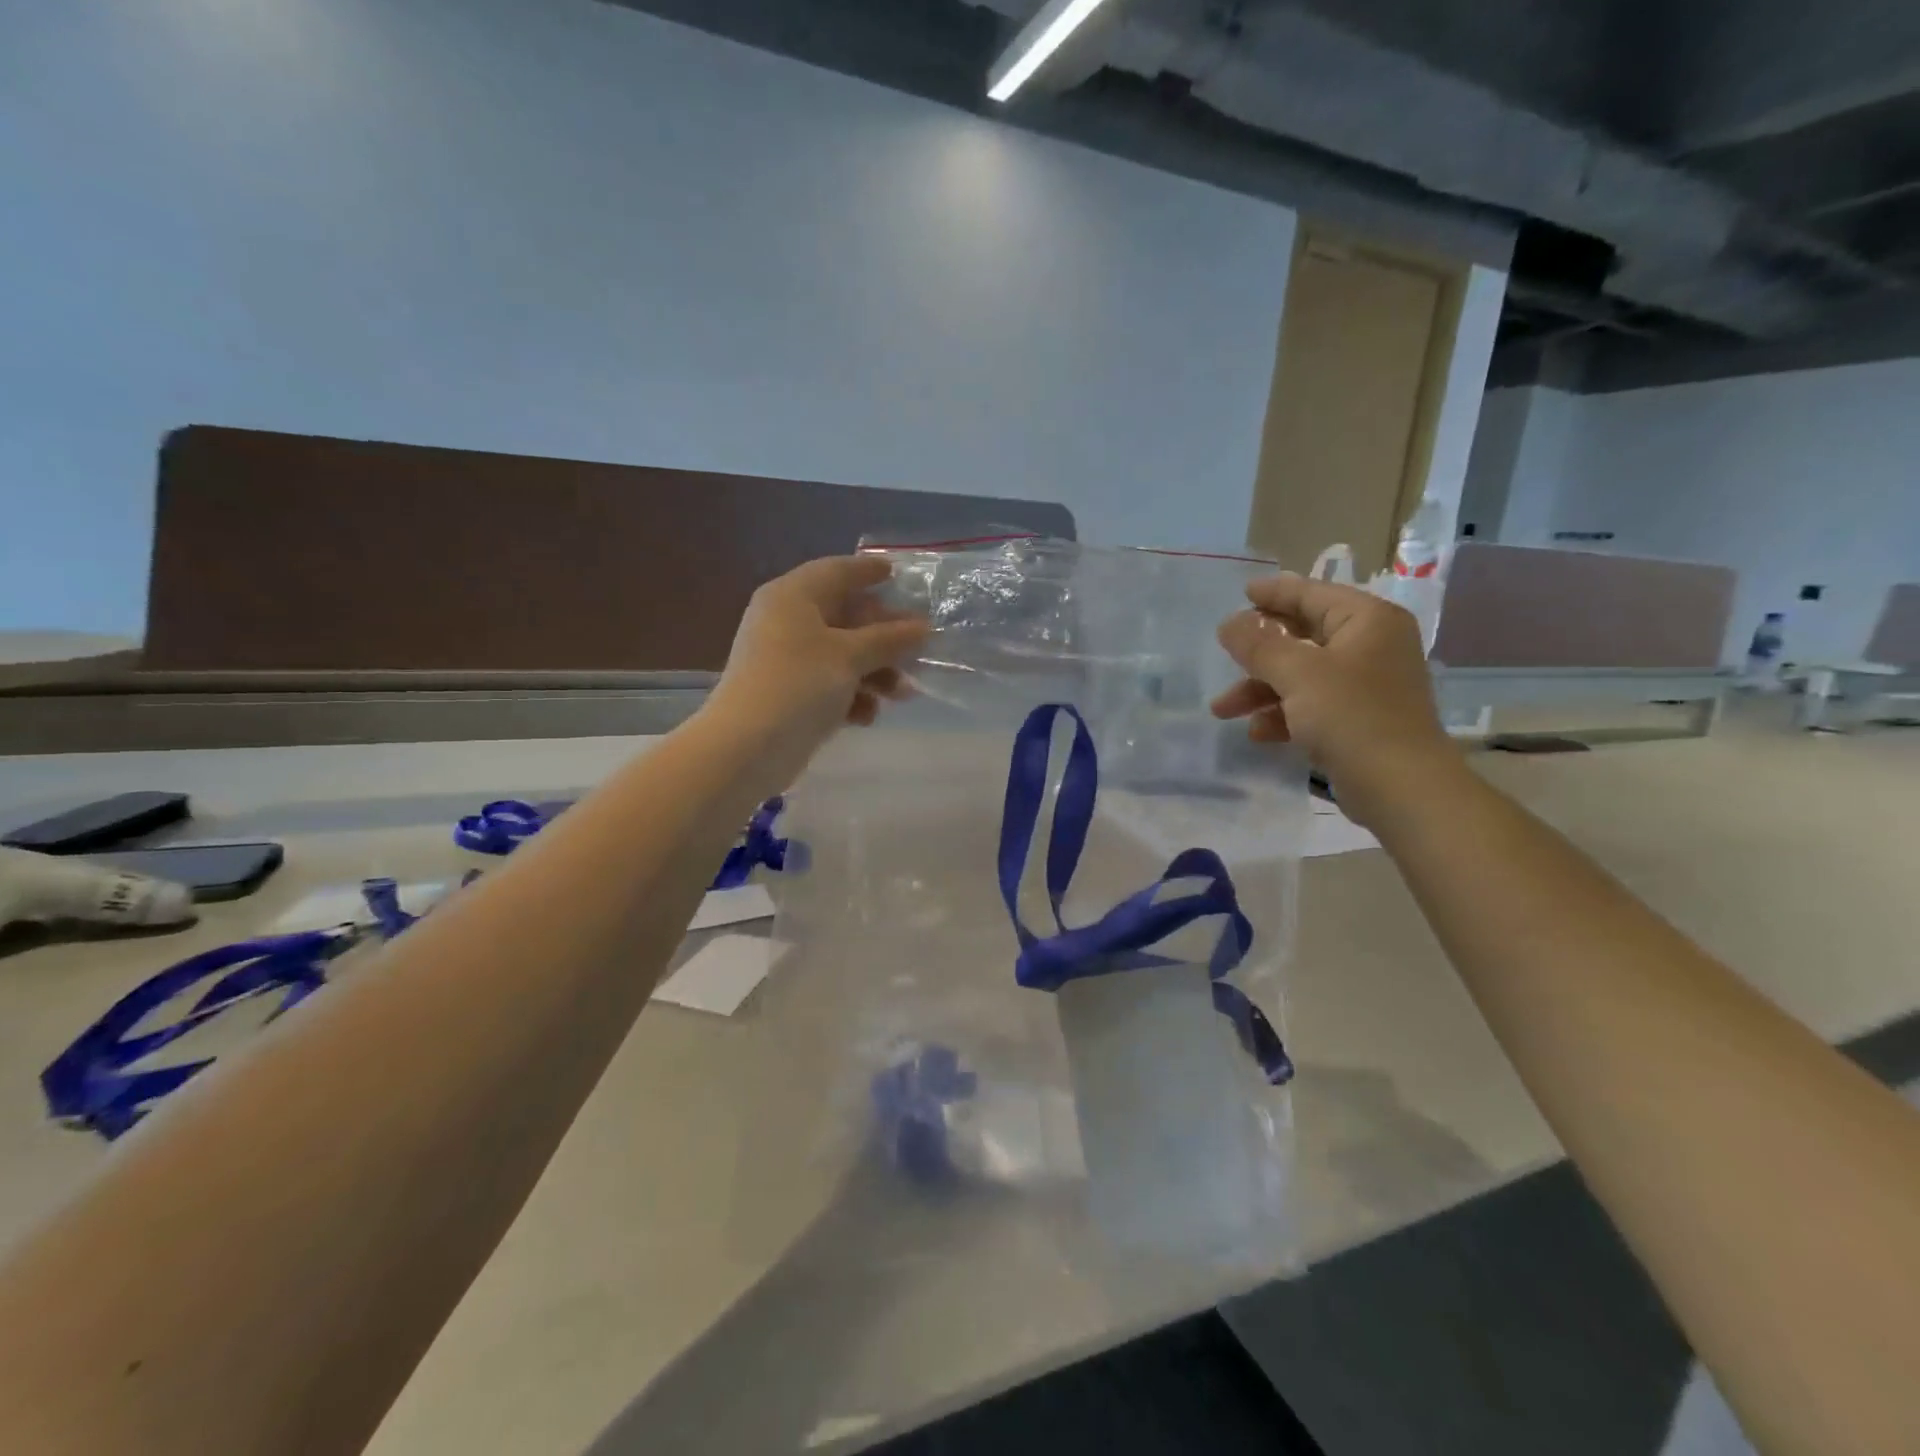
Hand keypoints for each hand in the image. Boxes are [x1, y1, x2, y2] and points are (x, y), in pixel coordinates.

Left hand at [699, 555, 929, 785]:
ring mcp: (785, 660)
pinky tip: (867, 716)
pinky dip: (851, 695)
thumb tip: (922, 626)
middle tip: (919, 647)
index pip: (836, 571)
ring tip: (903, 694)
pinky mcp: (788, 694)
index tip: (897, 573)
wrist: (747, 748)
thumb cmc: (799, 684)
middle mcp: (786, 621)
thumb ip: (889, 639)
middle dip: (883, 636)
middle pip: (844, 616)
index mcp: (793, 596)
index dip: (868, 571)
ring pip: (841, 655)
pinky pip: (828, 684)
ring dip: (875, 672)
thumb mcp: (850, 656)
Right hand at [1212, 574, 1457, 824]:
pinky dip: (1282, 714)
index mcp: (1367, 621)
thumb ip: (1258, 645)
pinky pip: (1311, 705)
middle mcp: (1371, 646)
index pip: (1313, 594)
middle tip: (1224, 653)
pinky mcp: (1358, 719)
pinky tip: (1257, 733)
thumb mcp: (1297, 674)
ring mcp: (1366, 685)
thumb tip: (1228, 623)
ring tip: (1222, 709)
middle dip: (1258, 653)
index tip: (1240, 593)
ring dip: (1261, 689)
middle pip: (1303, 636)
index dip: (1275, 593)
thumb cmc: (1351, 716)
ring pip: (1301, 675)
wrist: (1400, 787)